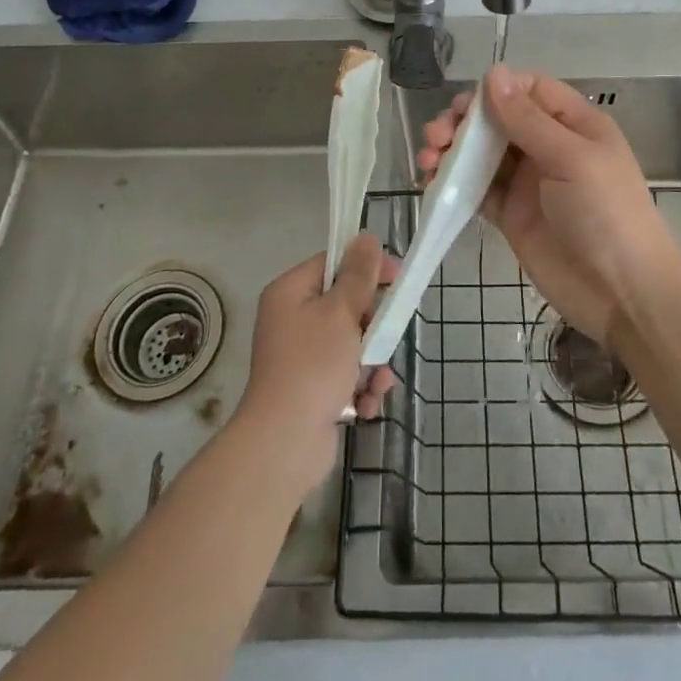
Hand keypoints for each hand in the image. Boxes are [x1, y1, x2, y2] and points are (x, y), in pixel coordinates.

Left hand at [235, 234, 397, 492]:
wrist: (285, 443)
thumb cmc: (313, 366)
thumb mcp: (341, 313)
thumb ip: (358, 275)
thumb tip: (366, 237)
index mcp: (290, 293)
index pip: (332, 264)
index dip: (365, 267)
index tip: (396, 277)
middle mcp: (292, 320)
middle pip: (345, 306)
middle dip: (372, 326)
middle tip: (386, 336)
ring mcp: (301, 357)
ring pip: (351, 343)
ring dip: (371, 363)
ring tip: (376, 381)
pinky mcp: (311, 390)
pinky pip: (345, 375)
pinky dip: (360, 388)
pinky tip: (365, 404)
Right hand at [417, 67, 680, 348]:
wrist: (622, 294)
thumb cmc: (606, 213)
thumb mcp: (571, 158)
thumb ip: (528, 119)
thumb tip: (494, 72)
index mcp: (573, 123)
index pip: (529, 89)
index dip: (496, 90)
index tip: (466, 105)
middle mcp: (548, 146)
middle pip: (498, 119)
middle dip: (464, 121)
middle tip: (438, 134)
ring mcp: (528, 181)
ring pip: (482, 153)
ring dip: (452, 150)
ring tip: (427, 159)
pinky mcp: (511, 214)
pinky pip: (476, 189)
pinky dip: (452, 183)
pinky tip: (429, 183)